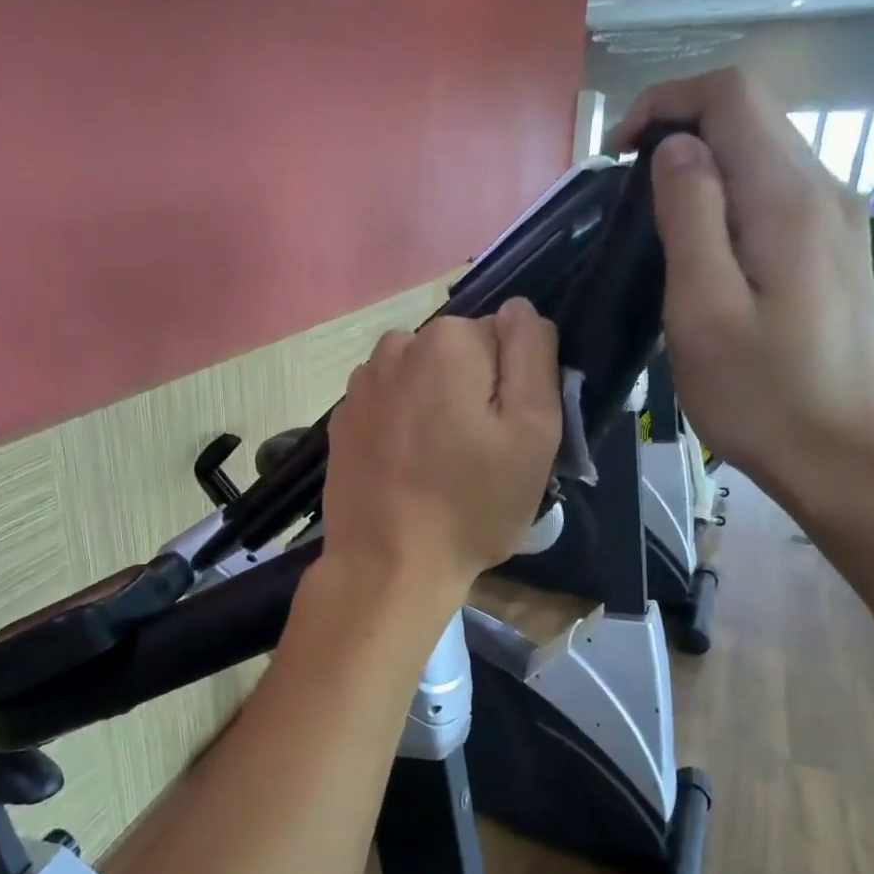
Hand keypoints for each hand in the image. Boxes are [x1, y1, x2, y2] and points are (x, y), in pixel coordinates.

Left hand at [321, 300, 560, 606]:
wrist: (387, 565)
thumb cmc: (471, 502)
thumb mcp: (533, 428)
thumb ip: (532, 354)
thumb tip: (518, 309)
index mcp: (446, 341)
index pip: (500, 339)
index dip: (510, 387)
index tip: (507, 434)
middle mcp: (394, 348)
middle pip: (455, 358)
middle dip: (470, 393)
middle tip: (477, 456)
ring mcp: (359, 387)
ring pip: (418, 382)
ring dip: (432, 409)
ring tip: (438, 468)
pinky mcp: (340, 423)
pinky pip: (386, 409)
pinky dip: (400, 430)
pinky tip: (404, 472)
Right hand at [609, 69, 873, 520]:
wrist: (839, 455)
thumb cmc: (759, 395)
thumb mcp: (703, 311)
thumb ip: (690, 218)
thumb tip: (675, 150)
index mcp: (789, 200)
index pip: (733, 96)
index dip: (667, 101)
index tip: (616, 153)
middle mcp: (824, 191)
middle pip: (752, 116)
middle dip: (680, 129)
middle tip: (625, 191)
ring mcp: (835, 221)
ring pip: (762, 153)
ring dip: (701, 166)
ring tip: (652, 221)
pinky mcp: (831, 250)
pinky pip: (773, 194)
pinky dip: (726, 196)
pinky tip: (699, 246)